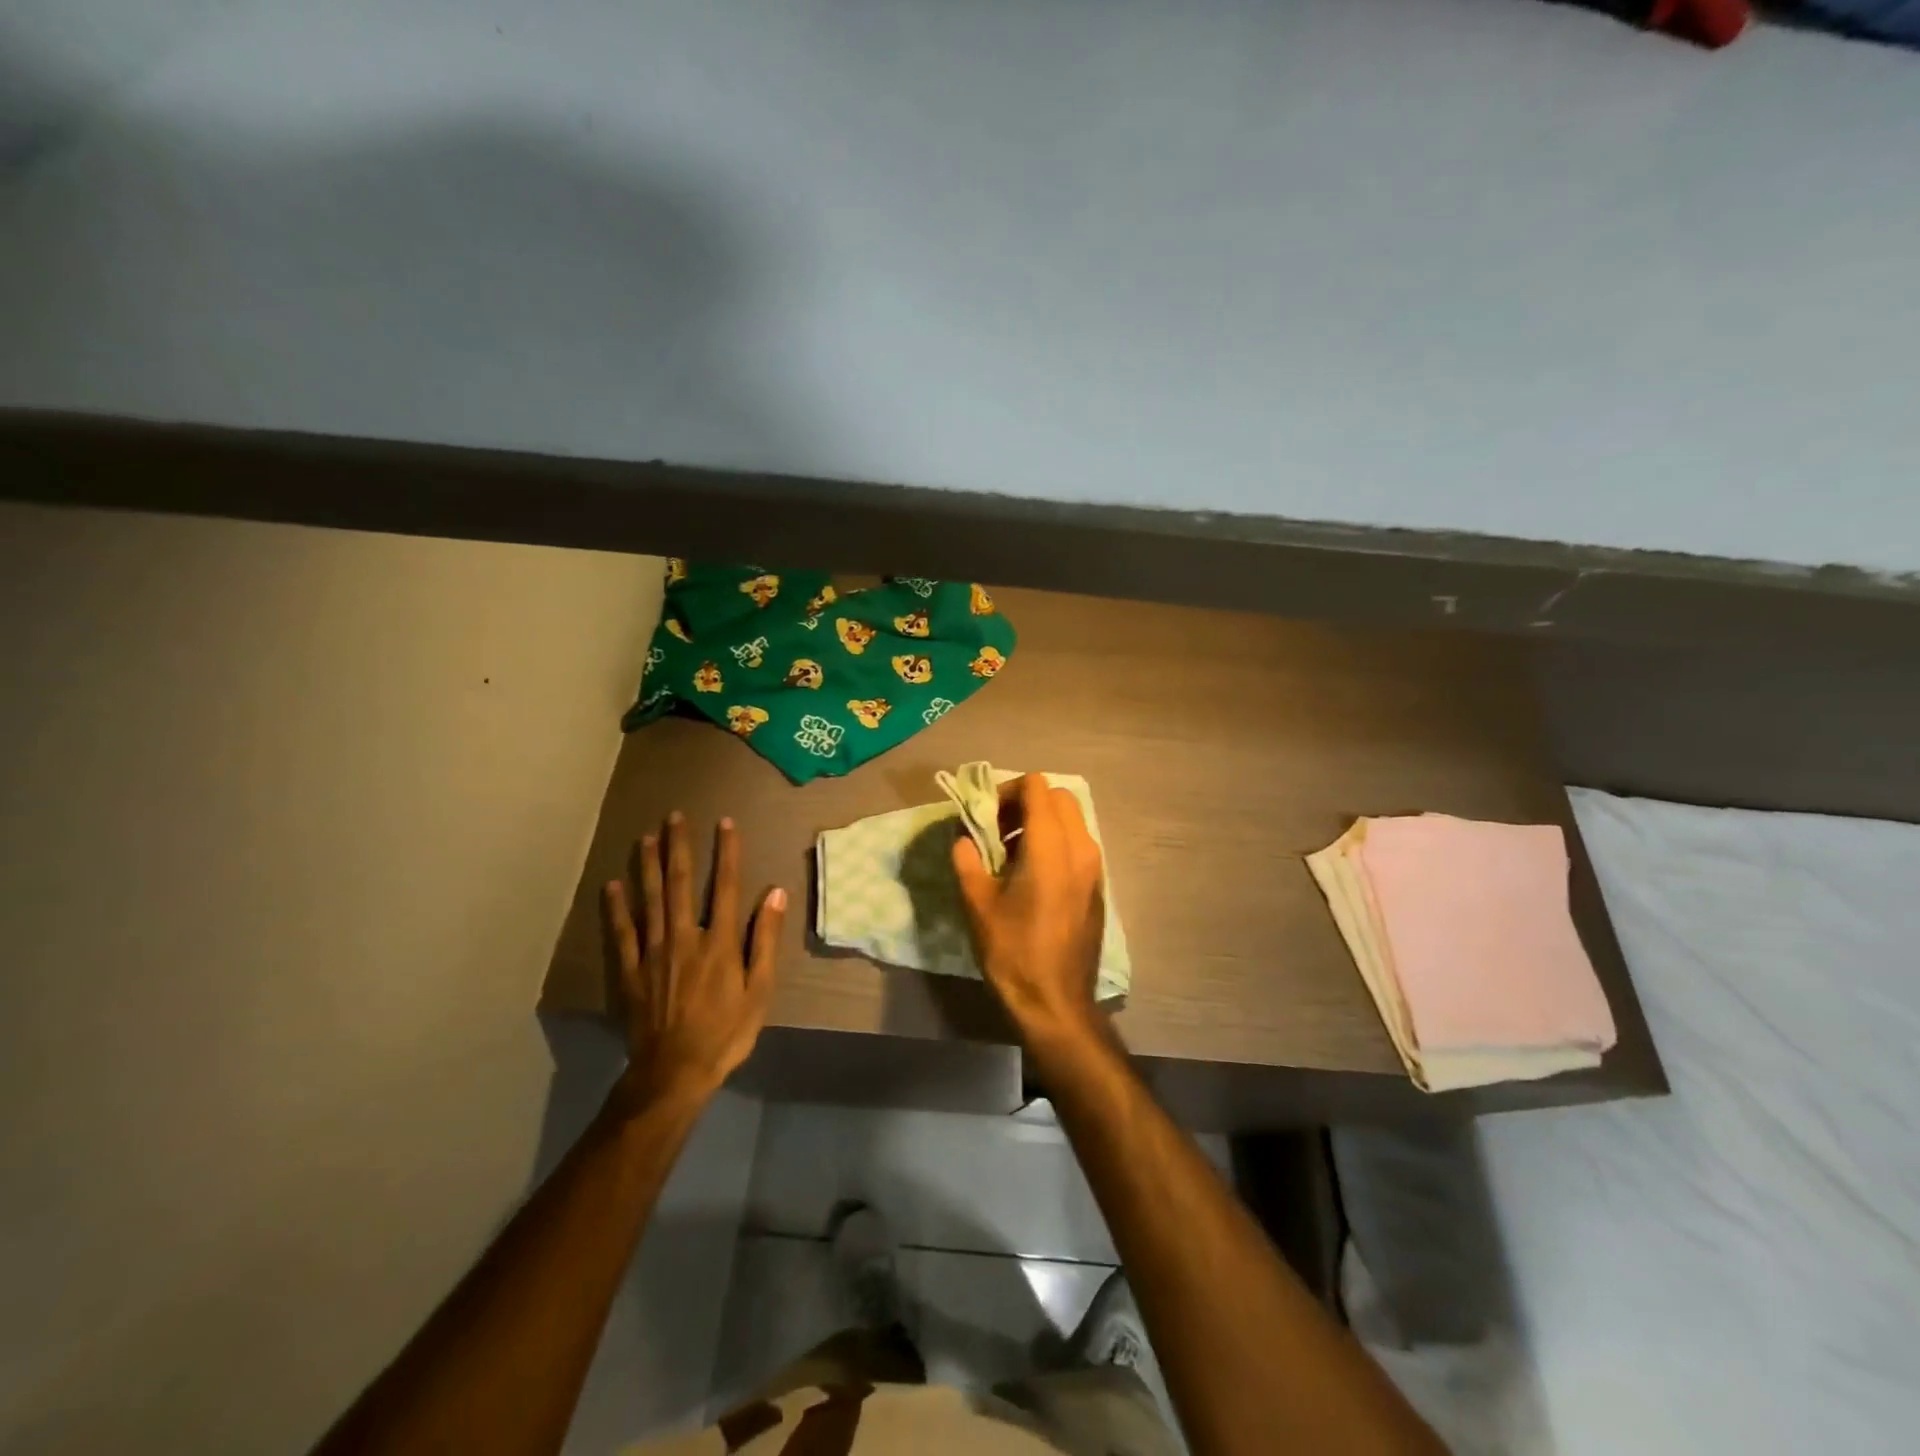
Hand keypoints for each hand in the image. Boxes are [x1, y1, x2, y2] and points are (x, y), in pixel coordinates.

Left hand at [602, 813, 786, 1107]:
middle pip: (682, 884)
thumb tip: (775, 893)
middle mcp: (685, 937)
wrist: (674, 1072)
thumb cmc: (726, 1032)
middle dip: (679, 847)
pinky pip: (622, 933)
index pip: (726, 886)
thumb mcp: (760, 990)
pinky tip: (612, 885)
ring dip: (649, 866)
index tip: (725, 823)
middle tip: (674, 817)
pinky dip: (616, 908)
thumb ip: (766, 939)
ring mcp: (654, 953)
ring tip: (646, 837)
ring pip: (651, 900)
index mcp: (720, 942)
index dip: (727, 852)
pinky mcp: (631, 971)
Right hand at [951, 774, 1106, 1051]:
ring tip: (1011, 854)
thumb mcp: (977, 903)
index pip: (1036, 786)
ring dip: (1041, 822)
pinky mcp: (1097, 884)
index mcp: (1050, 845)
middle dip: (1026, 802)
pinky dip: (1055, 841)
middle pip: (1058, 796)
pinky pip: (1078, 843)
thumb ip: (967, 859)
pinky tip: (1031, 875)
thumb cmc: (1013, 951)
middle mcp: (1080, 846)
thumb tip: (963, 837)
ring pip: (1071, 819)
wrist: (1056, 1001)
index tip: (986, 817)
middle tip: (998, 830)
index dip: (1007, 791)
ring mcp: (1094, 866)